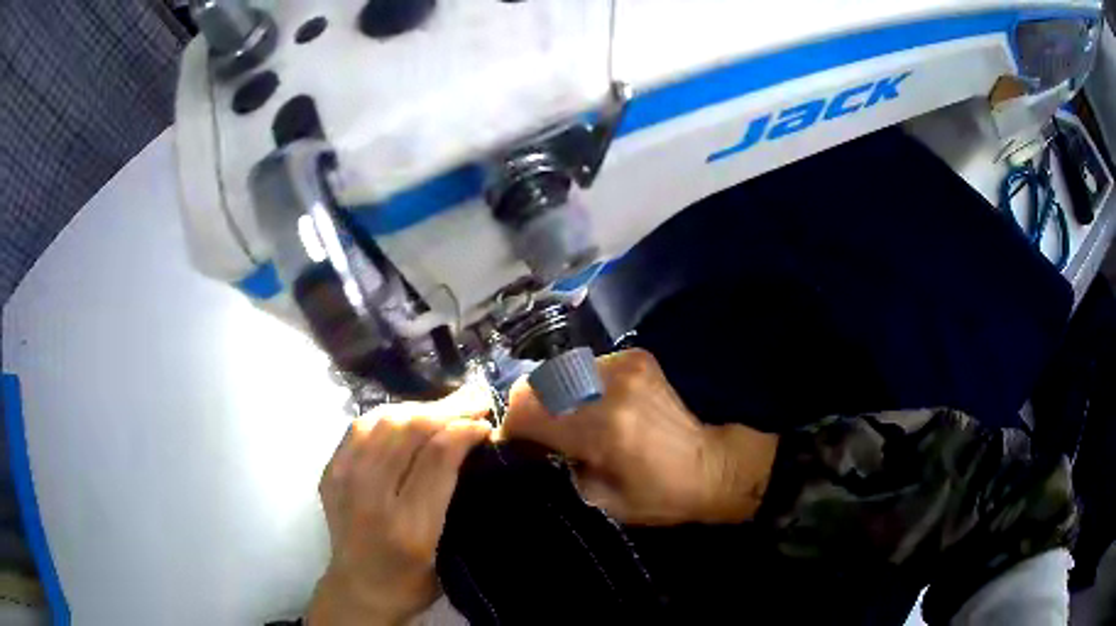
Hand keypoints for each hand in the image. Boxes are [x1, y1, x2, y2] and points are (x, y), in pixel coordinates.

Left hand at [309, 384, 492, 625]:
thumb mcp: (448, 550)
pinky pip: (360, 427)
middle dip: (446, 408)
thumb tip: (469, 442)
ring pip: (382, 421)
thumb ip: (455, 498)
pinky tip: (409, 416)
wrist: (359, 589)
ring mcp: (343, 480)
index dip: (464, 430)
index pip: (437, 458)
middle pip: (407, 430)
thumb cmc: (413, 580)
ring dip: (419, 407)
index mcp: (409, 527)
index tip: (487, 423)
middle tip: (475, 399)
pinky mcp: (330, 472)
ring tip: (446, 406)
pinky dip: (390, 415)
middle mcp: (370, 497)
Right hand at [501, 349, 778, 525]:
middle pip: (538, 384)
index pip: (527, 411)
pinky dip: (580, 385)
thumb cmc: (659, 495)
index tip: (516, 444)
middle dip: (528, 408)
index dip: (512, 427)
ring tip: (567, 419)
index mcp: (603, 430)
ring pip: (559, 370)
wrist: (711, 465)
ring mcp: (626, 366)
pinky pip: (586, 365)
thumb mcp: (601, 499)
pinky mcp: (637, 358)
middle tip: (537, 432)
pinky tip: (595, 404)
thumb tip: (533, 444)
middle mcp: (612, 389)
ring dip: (553, 394)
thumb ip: (560, 468)